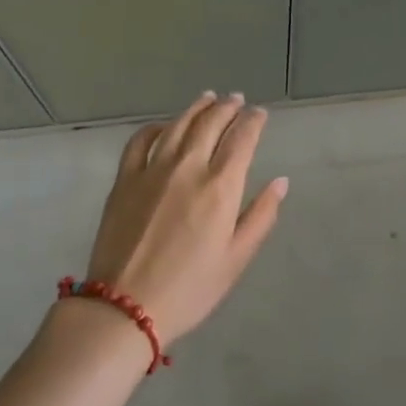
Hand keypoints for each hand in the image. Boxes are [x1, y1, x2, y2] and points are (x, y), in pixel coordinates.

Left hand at [83, 92, 287, 346]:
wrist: (124, 308)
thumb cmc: (190, 289)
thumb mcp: (236, 259)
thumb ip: (261, 216)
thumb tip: (281, 182)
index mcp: (220, 187)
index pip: (242, 138)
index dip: (253, 121)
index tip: (260, 114)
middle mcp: (188, 167)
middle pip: (211, 123)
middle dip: (228, 107)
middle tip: (237, 99)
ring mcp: (152, 169)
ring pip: (178, 124)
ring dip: (196, 108)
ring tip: (208, 98)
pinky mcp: (125, 179)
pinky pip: (140, 140)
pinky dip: (155, 127)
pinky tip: (164, 126)